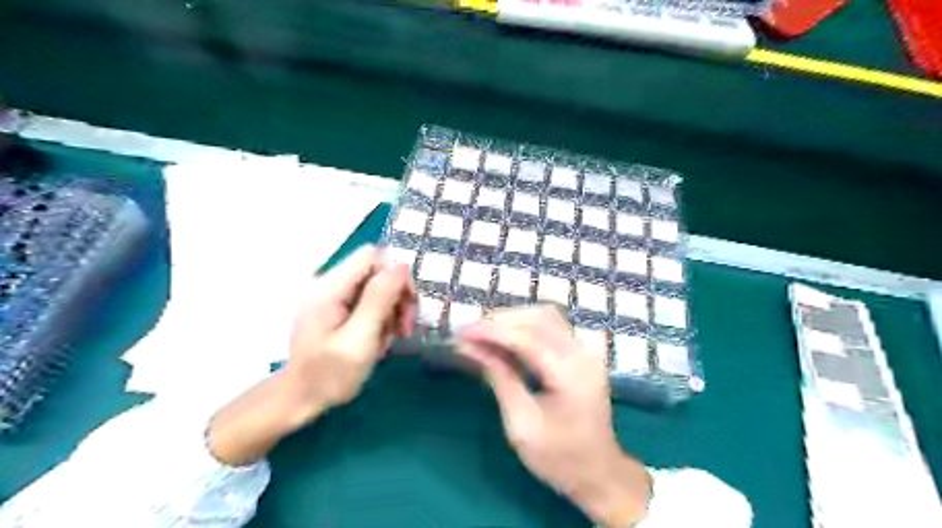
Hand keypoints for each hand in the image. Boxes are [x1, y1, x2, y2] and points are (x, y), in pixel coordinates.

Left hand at [284, 245, 414, 415]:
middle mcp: (328, 284)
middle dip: (396, 297)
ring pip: (375, 286)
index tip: (405, 308)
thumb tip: (400, 265)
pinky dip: (379, 317)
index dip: (395, 276)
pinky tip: (378, 339)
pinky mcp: (334, 307)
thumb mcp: (359, 340)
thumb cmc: (329, 375)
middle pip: (375, 270)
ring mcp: (330, 296)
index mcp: (329, 288)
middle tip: (404, 328)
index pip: (372, 256)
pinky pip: (366, 300)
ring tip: (389, 339)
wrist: (299, 400)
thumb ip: (378, 300)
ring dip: (390, 310)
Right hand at [458, 308, 653, 524]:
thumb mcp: (521, 425)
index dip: (491, 331)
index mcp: (570, 374)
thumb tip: (471, 349)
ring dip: (512, 320)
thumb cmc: (559, 457)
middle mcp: (582, 353)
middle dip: (499, 321)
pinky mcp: (581, 354)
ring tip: (483, 333)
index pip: (526, 337)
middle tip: (469, 333)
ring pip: (545, 317)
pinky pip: (551, 326)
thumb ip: (499, 379)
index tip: (461, 333)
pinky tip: (505, 337)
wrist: (599, 473)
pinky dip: (525, 326)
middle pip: (538, 318)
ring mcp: (585, 351)